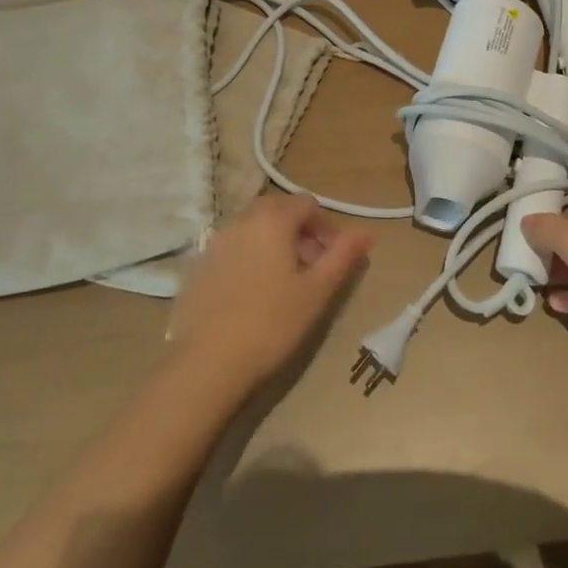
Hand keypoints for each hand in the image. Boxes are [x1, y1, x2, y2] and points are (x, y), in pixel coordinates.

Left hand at [167, 194, 373, 398]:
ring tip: (284, 281)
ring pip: (253, 227)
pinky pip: (232, 248)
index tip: (334, 257)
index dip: (326, 226)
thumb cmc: (271, 324)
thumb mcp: (317, 291)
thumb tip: (369, 232)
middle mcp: (241, 221)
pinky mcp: (198, 266)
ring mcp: (215, 242)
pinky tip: (252, 294)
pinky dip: (249, 256)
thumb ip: (344, 255)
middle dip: (299, 230)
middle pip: (278, 209)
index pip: (307, 204)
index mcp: (272, 220)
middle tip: (311, 266)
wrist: (206, 363)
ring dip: (274, 241)